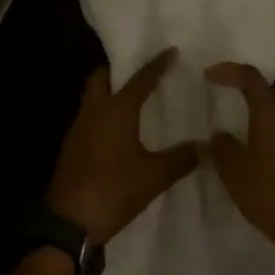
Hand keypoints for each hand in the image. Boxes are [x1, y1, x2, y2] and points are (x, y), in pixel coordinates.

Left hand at [47, 49, 199, 244]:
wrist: (69, 224)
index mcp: (116, 110)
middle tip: (138, 72)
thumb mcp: (153, 176)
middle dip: (117, 70)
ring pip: (92, 98)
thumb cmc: (113, 190)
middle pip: (101, 78)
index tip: (170, 51)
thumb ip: (180, 158)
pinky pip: (88, 119)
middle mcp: (94, 111)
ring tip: (131, 100)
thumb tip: (205, 146)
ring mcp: (78, 129)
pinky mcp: (71, 148)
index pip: (140, 79)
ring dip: (108, 93)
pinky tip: (116, 131)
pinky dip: (102, 115)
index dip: (157, 64)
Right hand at [204, 64, 274, 269]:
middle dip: (269, 89)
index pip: (251, 78)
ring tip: (262, 140)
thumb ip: (223, 149)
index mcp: (271, 115)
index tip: (210, 75)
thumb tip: (218, 135)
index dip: (230, 71)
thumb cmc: (269, 196)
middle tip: (250, 104)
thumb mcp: (234, 174)